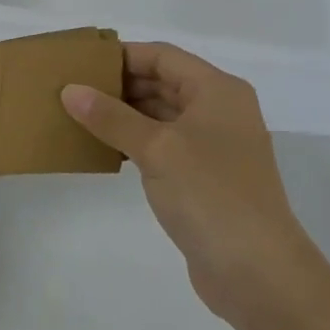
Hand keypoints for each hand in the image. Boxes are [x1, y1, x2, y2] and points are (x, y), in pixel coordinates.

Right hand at [63, 43, 324, 328]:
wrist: (259, 273)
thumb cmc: (210, 194)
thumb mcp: (156, 148)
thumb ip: (111, 117)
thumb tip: (70, 90)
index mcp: (217, 90)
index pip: (163, 56)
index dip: (123, 56)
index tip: (81, 63)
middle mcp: (220, 111)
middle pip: (163, 83)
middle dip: (120, 85)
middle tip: (74, 90)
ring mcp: (215, 146)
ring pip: (162, 115)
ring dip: (125, 115)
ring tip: (80, 116)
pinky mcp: (206, 178)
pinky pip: (165, 146)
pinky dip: (136, 142)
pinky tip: (105, 150)